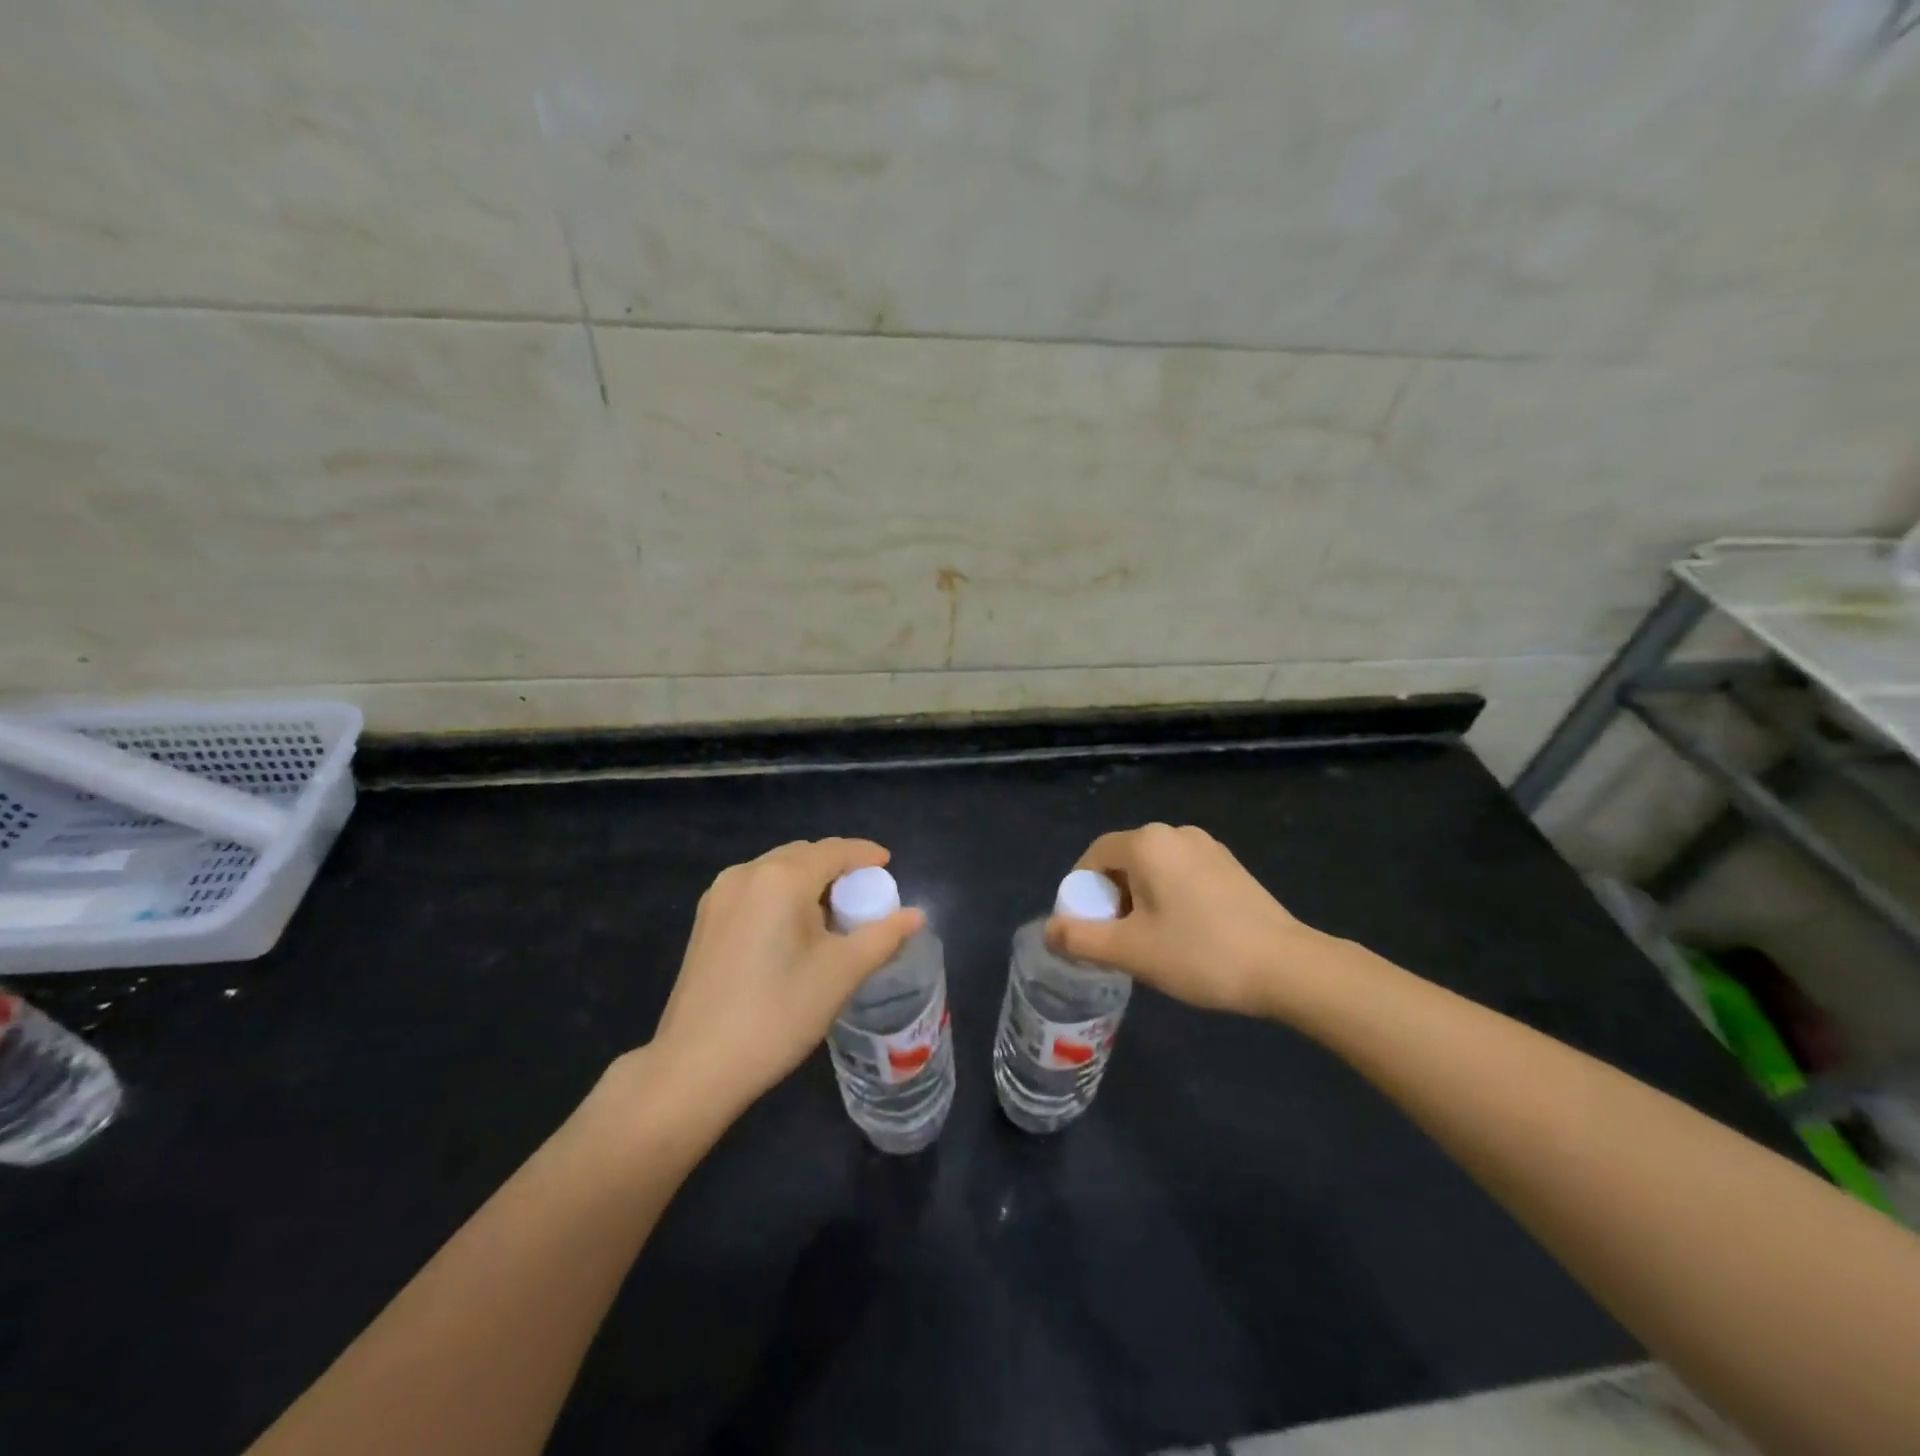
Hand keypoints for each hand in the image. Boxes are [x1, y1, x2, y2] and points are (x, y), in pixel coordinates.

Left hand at [642, 839, 923, 1123]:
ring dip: (808, 882)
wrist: (696, 1066)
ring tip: (832, 916)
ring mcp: (719, 895)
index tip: (889, 867)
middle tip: (864, 898)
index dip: (865, 855)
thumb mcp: (841, 973)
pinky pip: (755, 889)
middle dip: (837, 869)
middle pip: (804, 855)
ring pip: (777, 871)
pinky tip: (793, 930)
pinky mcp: (705, 919)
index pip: (835, 851)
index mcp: (781, 877)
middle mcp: (747, 873)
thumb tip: (916, 915)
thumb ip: (883, 936)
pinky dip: (782, 895)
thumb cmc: (778, 1014)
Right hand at [1046, 823, 1328, 1020]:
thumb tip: (1048, 930)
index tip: (1084, 929)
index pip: (1094, 857)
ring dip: (1140, 901)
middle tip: (1116, 941)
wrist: (1287, 967)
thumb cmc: (1200, 953)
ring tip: (1150, 943)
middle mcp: (1175, 833)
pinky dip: (1169, 898)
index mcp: (1147, 842)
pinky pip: (1182, 875)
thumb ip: (1080, 938)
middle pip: (1124, 861)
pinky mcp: (1230, 866)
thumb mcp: (1130, 950)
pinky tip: (1184, 935)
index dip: (1081, 893)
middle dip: (1111, 899)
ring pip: (1154, 870)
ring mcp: (1208, 847)